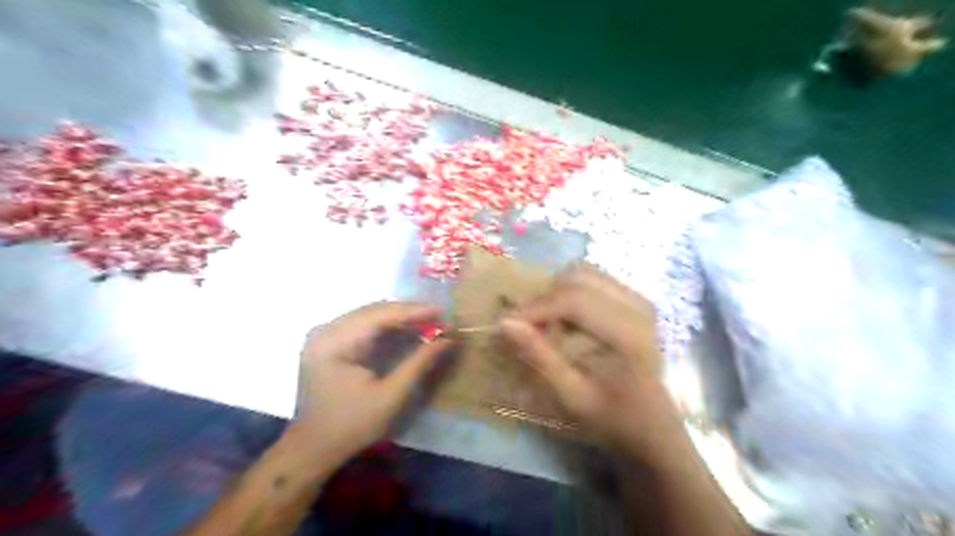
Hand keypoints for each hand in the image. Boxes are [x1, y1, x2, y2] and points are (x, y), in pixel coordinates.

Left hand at [288, 301, 451, 463]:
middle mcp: (326, 330)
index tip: (442, 311)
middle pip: (374, 311)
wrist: (313, 448)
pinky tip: (407, 331)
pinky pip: (363, 326)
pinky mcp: (329, 342)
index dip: (414, 311)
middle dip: (409, 313)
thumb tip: (447, 340)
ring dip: (400, 319)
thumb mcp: (391, 396)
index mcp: (334, 342)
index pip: (380, 315)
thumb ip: (419, 363)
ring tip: (429, 323)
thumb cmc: (352, 425)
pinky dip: (388, 328)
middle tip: (440, 319)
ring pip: (370, 315)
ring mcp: (325, 334)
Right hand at [503, 267, 681, 459]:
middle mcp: (638, 307)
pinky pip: (596, 281)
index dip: (535, 307)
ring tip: (543, 321)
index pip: (574, 300)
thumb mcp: (571, 396)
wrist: (655, 428)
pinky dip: (572, 292)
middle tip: (524, 324)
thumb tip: (505, 323)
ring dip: (557, 292)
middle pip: (578, 278)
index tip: (505, 323)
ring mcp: (640, 300)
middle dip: (544, 297)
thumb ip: (540, 357)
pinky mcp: (637, 301)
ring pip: (586, 273)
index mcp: (628, 333)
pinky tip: (565, 318)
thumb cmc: (613, 419)